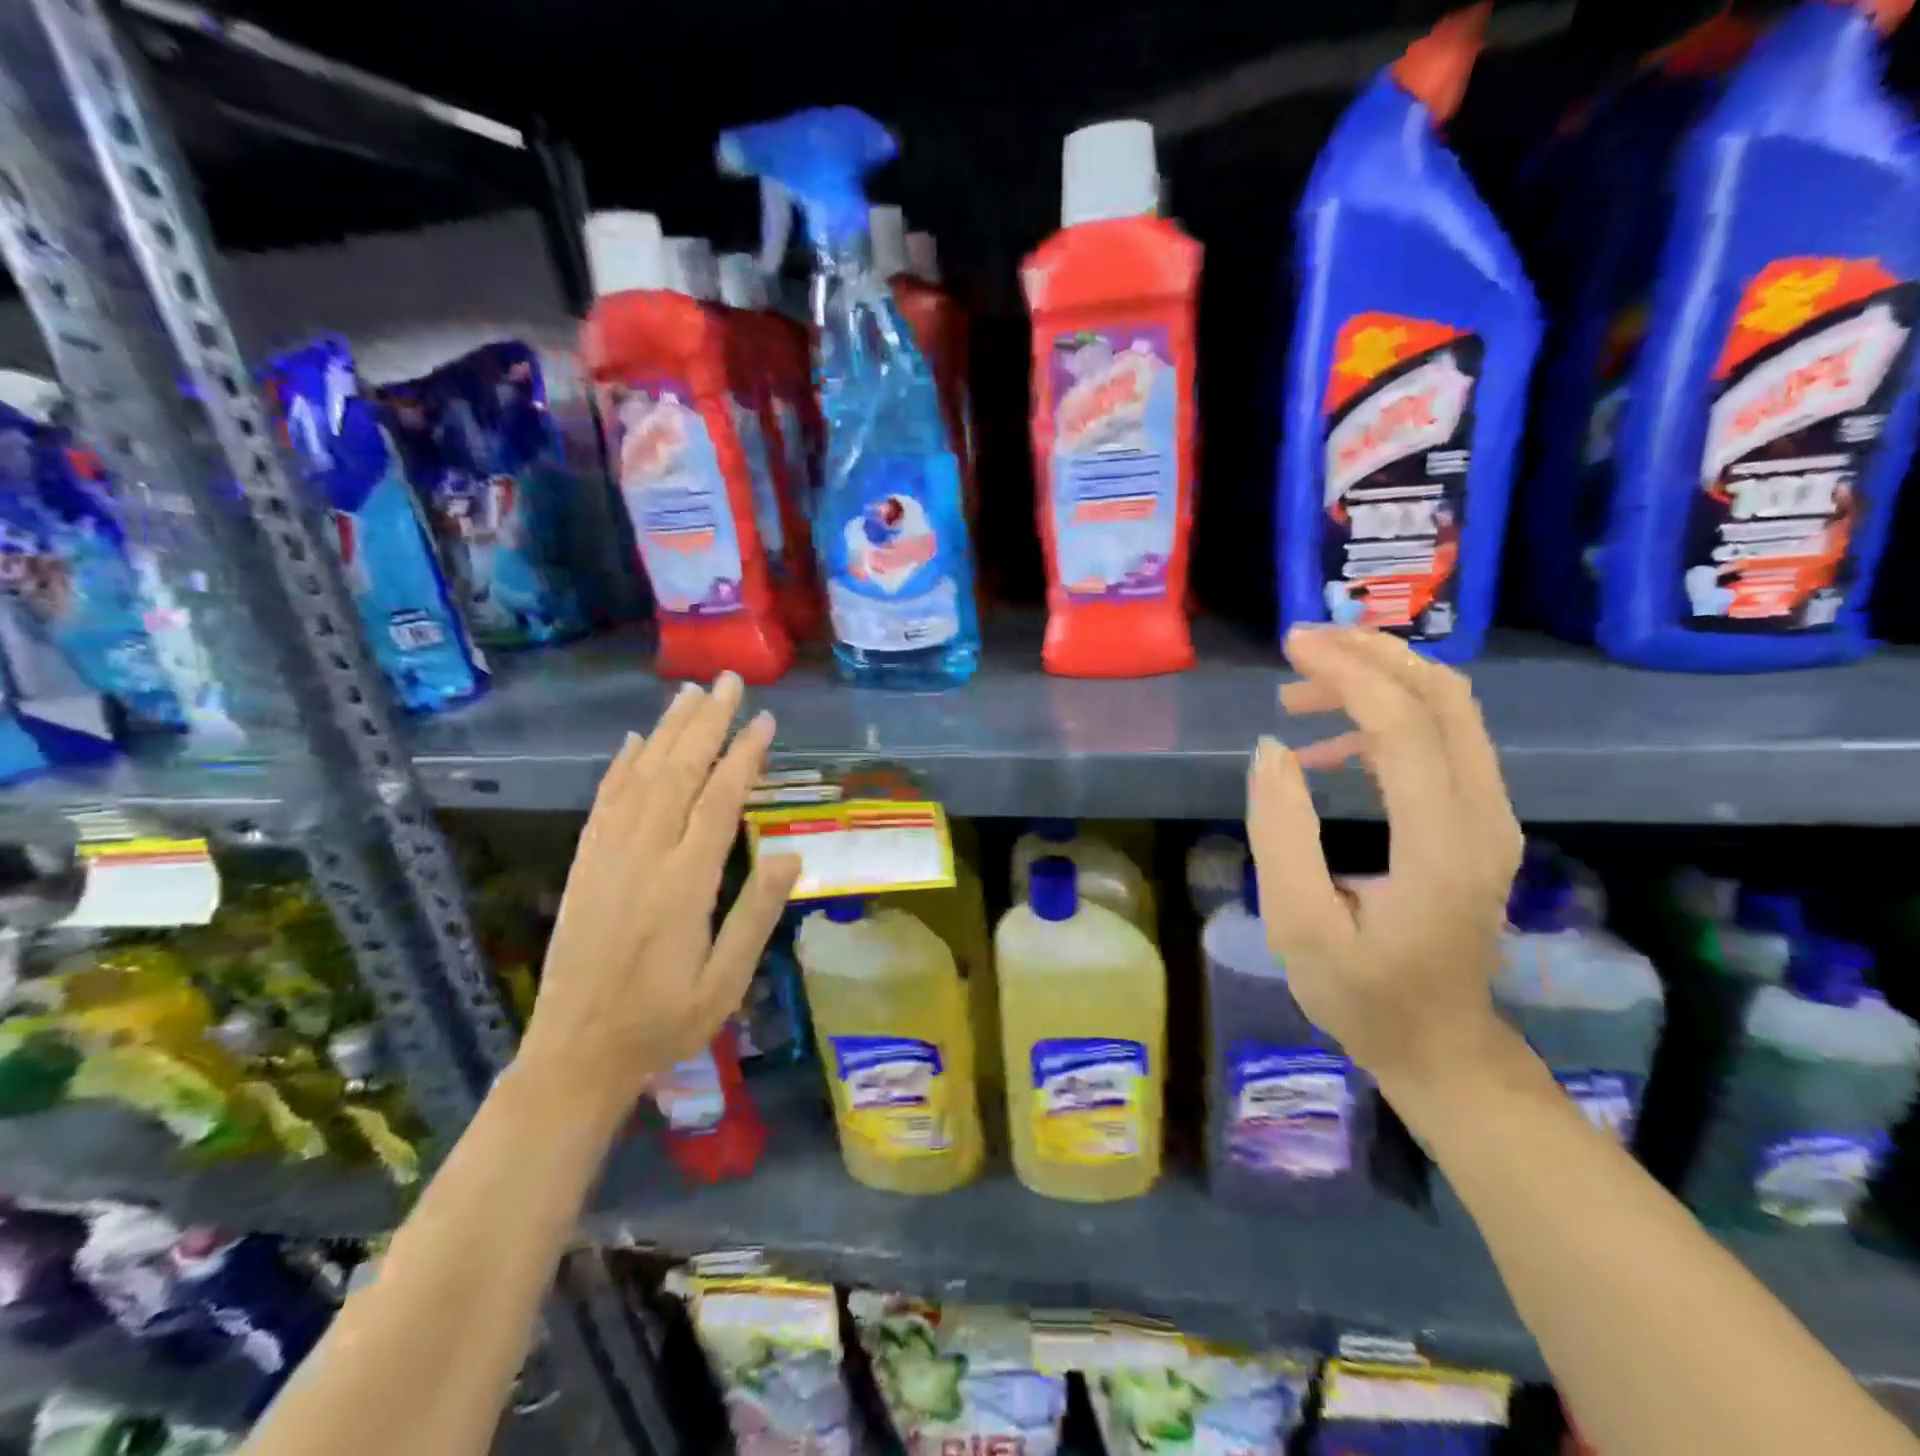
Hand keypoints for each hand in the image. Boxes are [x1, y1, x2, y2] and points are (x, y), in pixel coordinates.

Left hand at [515, 673, 801, 1116]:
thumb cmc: (665, 1022)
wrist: (576, 1055)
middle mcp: (642, 858)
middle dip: (706, 723)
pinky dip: (621, 767)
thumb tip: (791, 854)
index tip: (764, 720)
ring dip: (666, 731)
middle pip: (677, 774)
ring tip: (690, 693)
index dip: (743, 756)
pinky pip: (604, 804)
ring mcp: (607, 859)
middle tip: (728, 681)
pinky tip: (635, 742)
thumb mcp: (726, 983)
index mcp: (684, 885)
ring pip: (640, 779)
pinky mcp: (584, 867)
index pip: (718, 802)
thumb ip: (756, 915)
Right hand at [1245, 626, 1522, 1091]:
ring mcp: (1491, 818)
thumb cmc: (1363, 995)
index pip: (1404, 724)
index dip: (1348, 673)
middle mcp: (1483, 817)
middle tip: (1302, 645)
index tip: (1291, 646)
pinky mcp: (1479, 822)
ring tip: (1300, 695)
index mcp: (1441, 844)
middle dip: (1372, 655)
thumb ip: (1281, 833)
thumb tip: (1271, 749)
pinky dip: (1386, 719)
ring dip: (1378, 683)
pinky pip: (1441, 742)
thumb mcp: (1299, 925)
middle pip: (1444, 697)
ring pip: (1449, 711)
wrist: (1441, 1046)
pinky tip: (1329, 746)